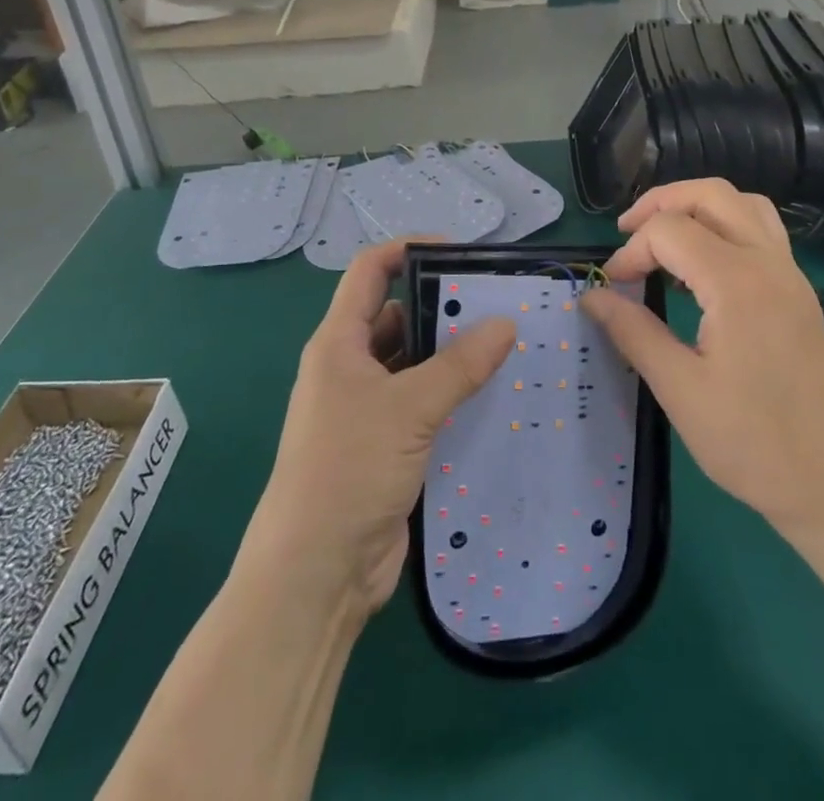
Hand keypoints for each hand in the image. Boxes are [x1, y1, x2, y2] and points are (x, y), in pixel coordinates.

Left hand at [241, 240, 516, 619]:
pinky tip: (494, 396)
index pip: (370, 272)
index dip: (408, 250)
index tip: (458, 251)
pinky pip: (424, 405)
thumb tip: (505, 323)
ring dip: (451, 355)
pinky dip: (453, 396)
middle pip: (397, 316)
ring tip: (507, 345)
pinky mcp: (388, 446)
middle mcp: (351, 368)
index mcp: (339, 343)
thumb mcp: (407, 408)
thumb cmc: (348, 469)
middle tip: (498, 303)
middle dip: (442, 306)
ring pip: (414, 364)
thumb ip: (458, 365)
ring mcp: (368, 409)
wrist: (316, 573)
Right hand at [581, 179, 823, 537]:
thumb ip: (633, 331)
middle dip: (660, 203)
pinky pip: (760, 228)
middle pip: (710, 194)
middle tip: (627, 233)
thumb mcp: (680, 390)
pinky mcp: (798, 290)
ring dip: (696, 205)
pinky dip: (723, 223)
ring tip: (662, 235)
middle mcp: (769, 263)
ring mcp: (790, 273)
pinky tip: (702, 262)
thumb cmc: (752, 444)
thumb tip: (592, 295)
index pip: (670, 231)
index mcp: (738, 283)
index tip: (613, 288)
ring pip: (742, 202)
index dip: (631, 251)